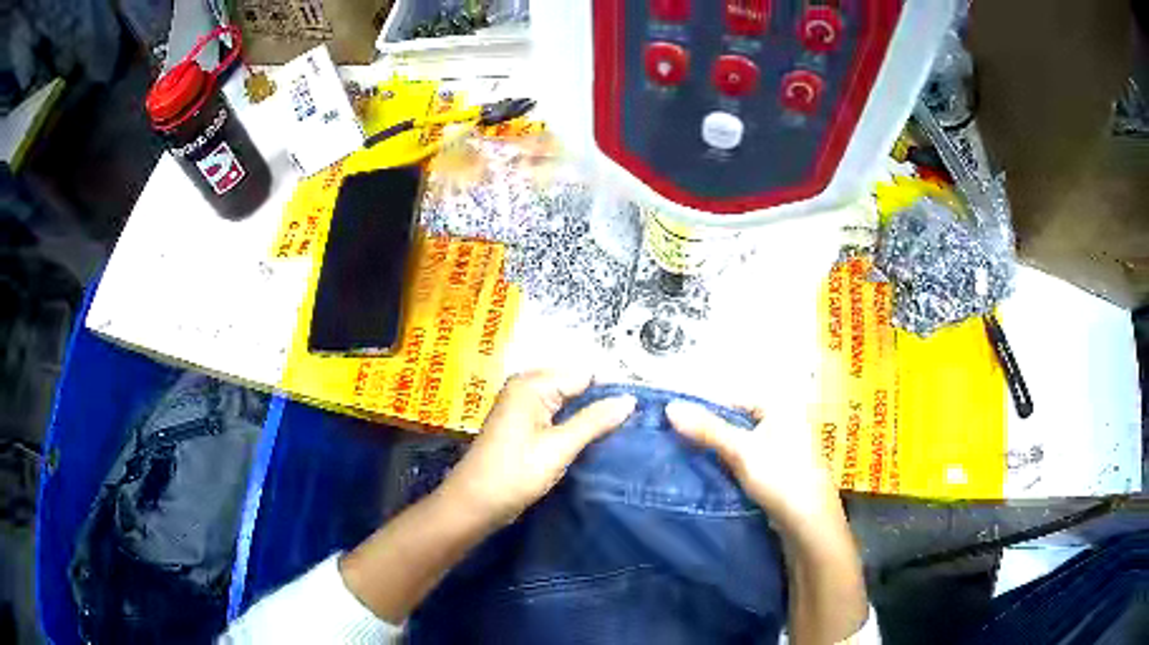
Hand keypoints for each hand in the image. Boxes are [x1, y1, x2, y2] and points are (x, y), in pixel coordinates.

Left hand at [440, 371, 635, 525]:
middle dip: (601, 401)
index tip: (639, 409)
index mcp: (532, 384)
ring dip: (589, 415)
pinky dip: (574, 424)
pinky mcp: (522, 424)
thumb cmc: (515, 474)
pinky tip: (593, 438)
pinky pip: (556, 414)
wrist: (474, 503)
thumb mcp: (559, 447)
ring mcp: (522, 405)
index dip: (610, 390)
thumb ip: (595, 421)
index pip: (584, 374)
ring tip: (620, 430)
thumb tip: (630, 399)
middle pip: (575, 385)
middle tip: (632, 422)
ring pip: (567, 401)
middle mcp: (526, 386)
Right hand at [665, 402, 839, 530]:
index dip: (707, 410)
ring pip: (744, 445)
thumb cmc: (781, 476)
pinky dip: (733, 467)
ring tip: (691, 461)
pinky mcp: (782, 473)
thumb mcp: (741, 451)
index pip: (736, 400)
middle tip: (680, 444)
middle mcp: (787, 422)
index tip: (678, 424)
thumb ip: (707, 429)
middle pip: (739, 422)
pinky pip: (750, 463)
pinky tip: (715, 478)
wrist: (809, 523)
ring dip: (721, 452)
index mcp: (782, 407)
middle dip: (712, 433)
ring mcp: (786, 449)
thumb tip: (670, 406)